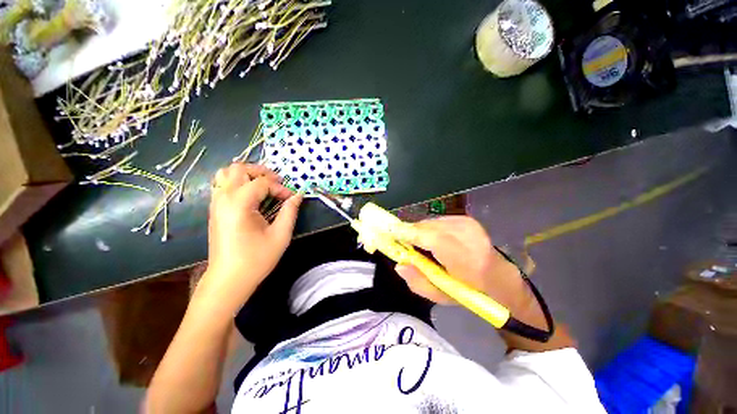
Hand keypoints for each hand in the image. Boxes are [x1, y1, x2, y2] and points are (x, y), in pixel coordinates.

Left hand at [201, 163, 301, 307]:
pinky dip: (238, 183)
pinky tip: (251, 196)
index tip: (291, 198)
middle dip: (261, 172)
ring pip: (226, 174)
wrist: (229, 279)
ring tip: (263, 185)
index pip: (262, 183)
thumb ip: (290, 211)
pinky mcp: (214, 210)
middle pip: (238, 169)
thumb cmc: (256, 259)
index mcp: (239, 204)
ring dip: (247, 175)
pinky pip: (222, 185)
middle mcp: (223, 198)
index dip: (280, 188)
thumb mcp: (280, 235)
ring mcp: (215, 203)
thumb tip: (298, 196)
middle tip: (276, 182)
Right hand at [395, 216, 528, 310]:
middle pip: (426, 227)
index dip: (407, 233)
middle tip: (401, 244)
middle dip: (410, 233)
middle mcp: (467, 235)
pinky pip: (437, 221)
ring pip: (430, 222)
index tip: (388, 233)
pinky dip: (429, 229)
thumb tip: (399, 264)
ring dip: (420, 232)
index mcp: (465, 258)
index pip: (430, 238)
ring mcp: (468, 224)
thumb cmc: (471, 292)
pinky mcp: (466, 219)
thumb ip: (418, 282)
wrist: (500, 277)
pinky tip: (433, 241)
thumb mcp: (442, 296)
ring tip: (420, 245)